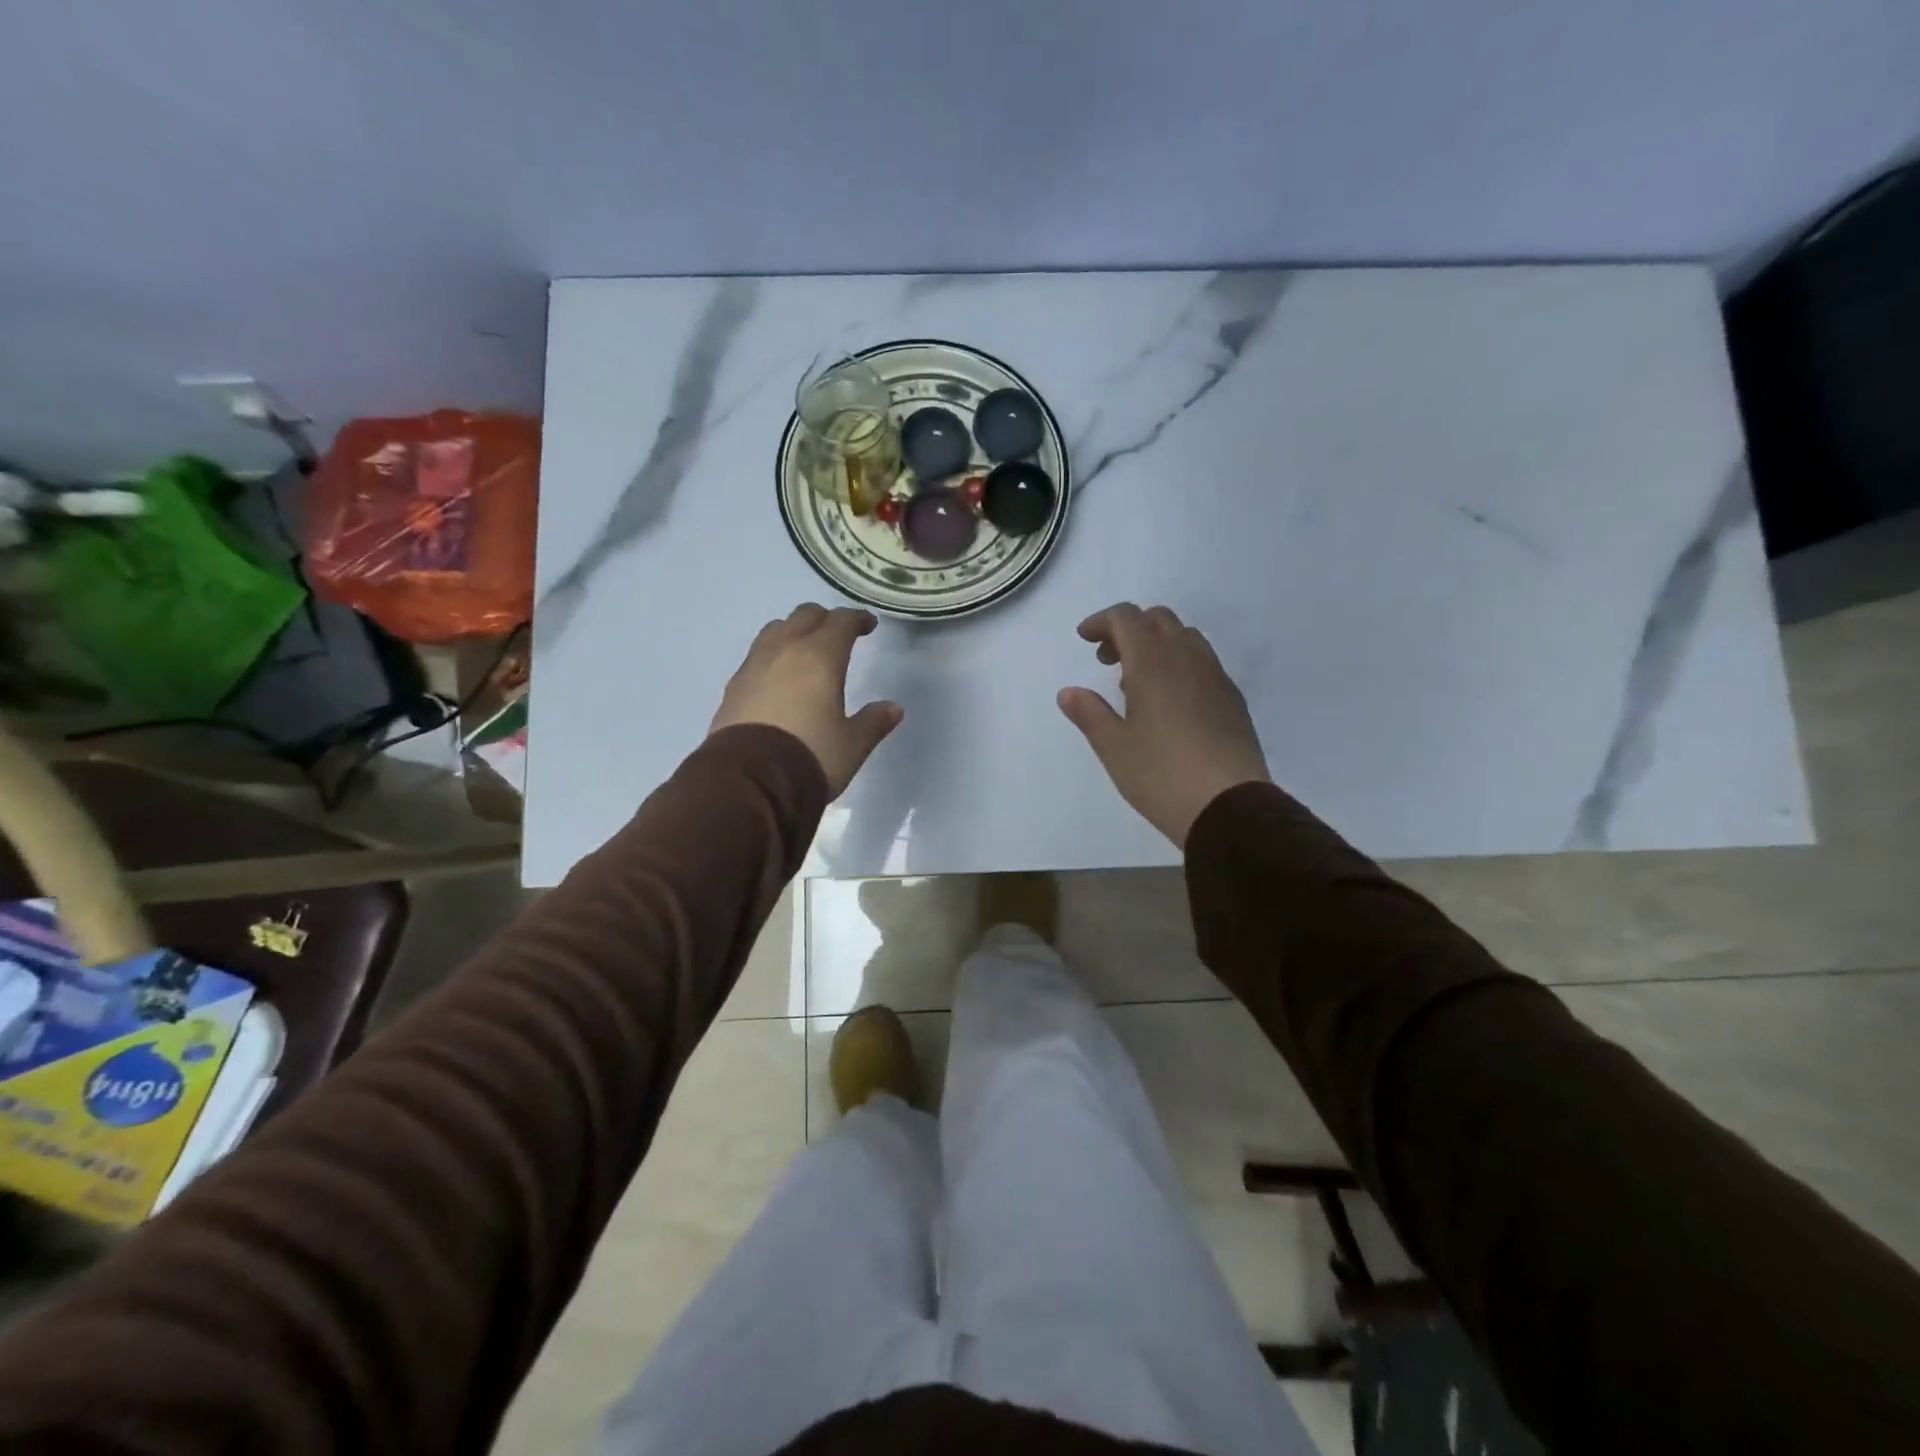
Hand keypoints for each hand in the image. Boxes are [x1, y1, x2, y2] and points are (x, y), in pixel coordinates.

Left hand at [710, 604, 902, 795]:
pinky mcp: (733, 686)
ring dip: (793, 631)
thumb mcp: (852, 745)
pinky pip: (756, 656)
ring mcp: (753, 666)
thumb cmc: (810, 757)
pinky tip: (777, 678)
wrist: (749, 781)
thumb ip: (873, 722)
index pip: (841, 622)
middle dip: (824, 619)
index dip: (857, 619)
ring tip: (803, 651)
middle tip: (837, 634)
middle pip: (804, 616)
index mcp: (820, 657)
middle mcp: (784, 651)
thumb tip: (893, 708)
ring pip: (775, 630)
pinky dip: (772, 656)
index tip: (868, 626)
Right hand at [1058, 603, 1270, 846]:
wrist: (1229, 807)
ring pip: (1185, 637)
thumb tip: (1068, 692)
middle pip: (1158, 619)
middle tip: (1108, 660)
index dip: (1102, 621)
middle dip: (1129, 629)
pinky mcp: (1232, 698)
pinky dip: (1179, 663)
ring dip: (1156, 644)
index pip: (1127, 618)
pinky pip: (1203, 662)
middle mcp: (1187, 659)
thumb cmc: (1161, 775)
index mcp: (1153, 663)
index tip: (1085, 640)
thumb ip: (1089, 713)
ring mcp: (1215, 677)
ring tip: (1137, 683)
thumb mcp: (1114, 748)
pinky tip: (1170, 702)